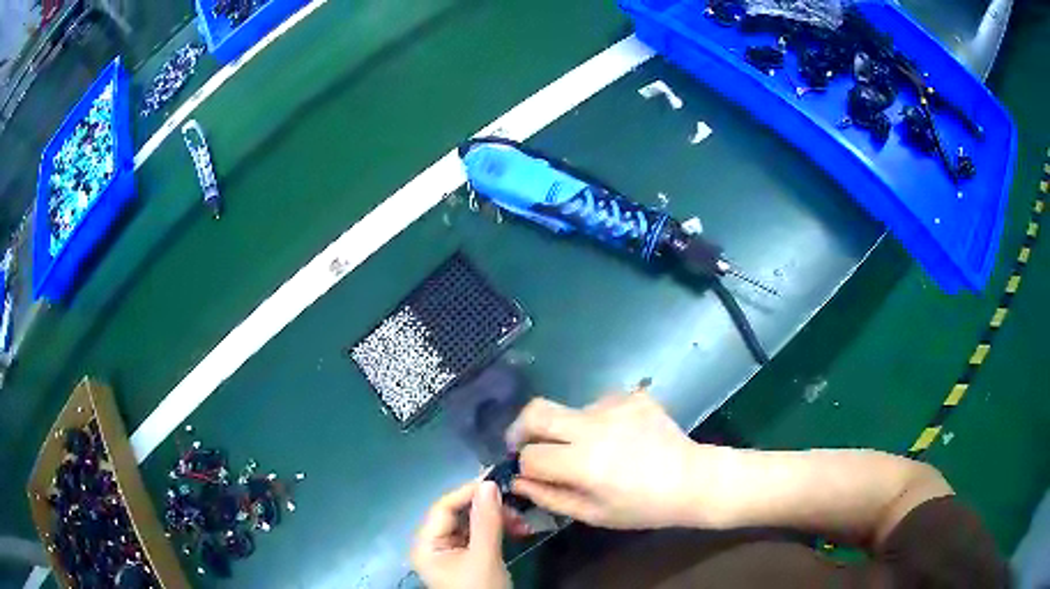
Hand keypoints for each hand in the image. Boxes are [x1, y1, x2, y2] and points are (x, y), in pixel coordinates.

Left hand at [411, 481, 511, 588]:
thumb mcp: (485, 557)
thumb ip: (486, 521)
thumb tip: (489, 483)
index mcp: (426, 543)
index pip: (443, 507)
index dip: (468, 492)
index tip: (497, 481)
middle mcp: (433, 543)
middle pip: (457, 513)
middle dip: (487, 508)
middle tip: (515, 506)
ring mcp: (449, 550)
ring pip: (471, 522)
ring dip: (496, 518)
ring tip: (521, 522)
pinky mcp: (465, 556)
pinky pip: (478, 534)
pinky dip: (497, 530)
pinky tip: (516, 529)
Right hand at [507, 393, 705, 529]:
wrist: (692, 480)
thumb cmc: (642, 507)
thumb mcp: (593, 514)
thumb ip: (550, 497)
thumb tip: (518, 482)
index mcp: (584, 462)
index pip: (530, 455)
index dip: (524, 466)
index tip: (530, 474)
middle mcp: (594, 426)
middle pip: (536, 411)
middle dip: (521, 428)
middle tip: (524, 443)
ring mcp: (615, 405)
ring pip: (569, 409)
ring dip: (566, 429)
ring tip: (589, 449)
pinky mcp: (632, 396)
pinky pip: (599, 404)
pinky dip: (596, 420)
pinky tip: (616, 437)